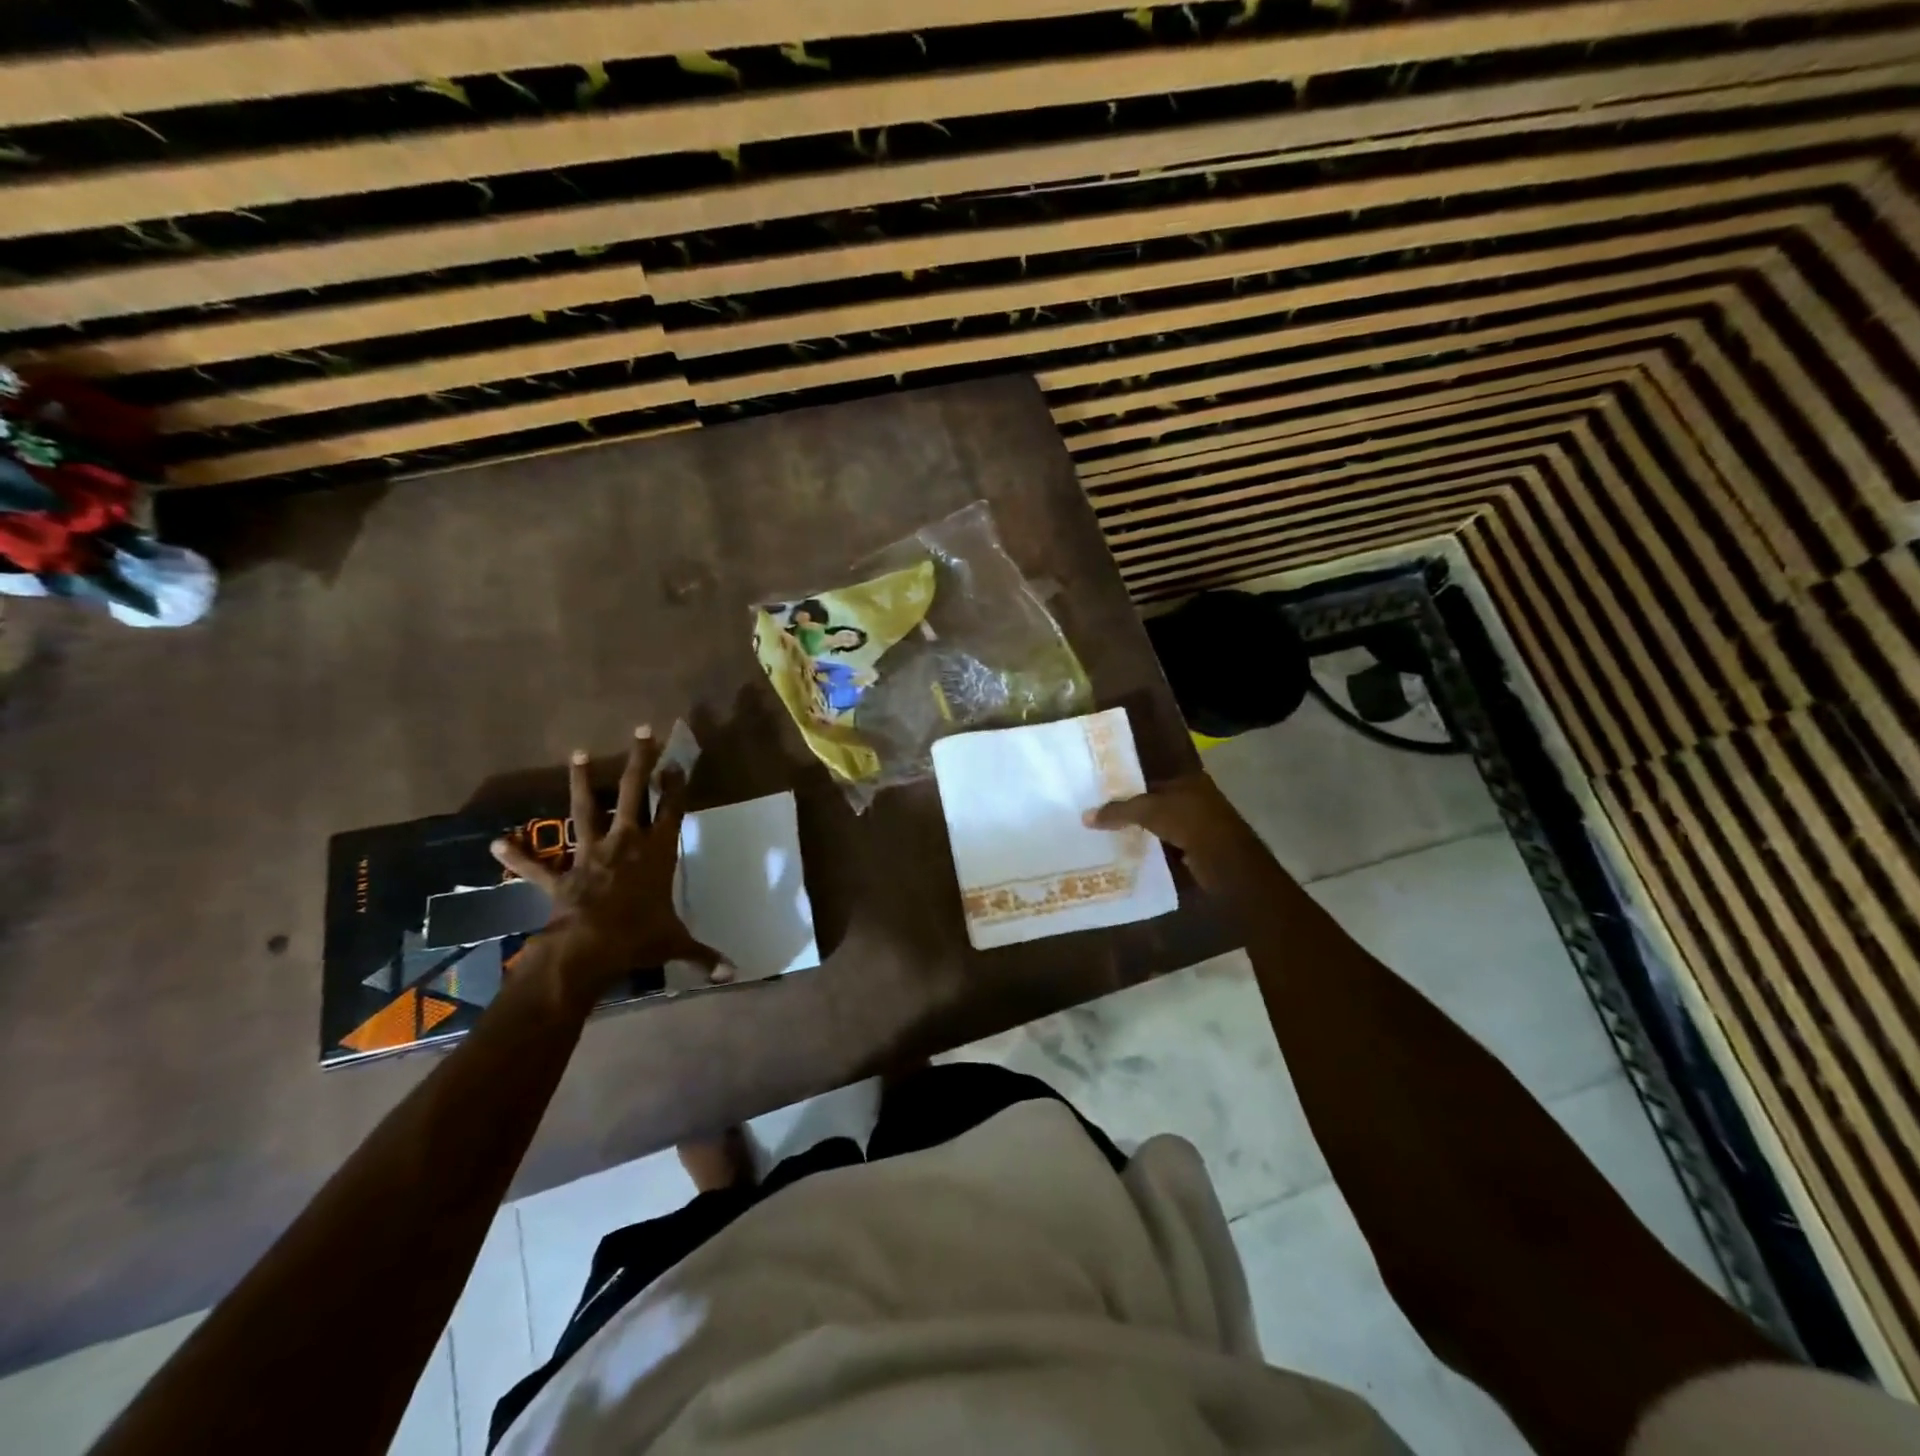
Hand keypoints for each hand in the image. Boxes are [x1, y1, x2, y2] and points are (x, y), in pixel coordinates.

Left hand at [491, 726, 728, 1005]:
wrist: (587, 950)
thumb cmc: (638, 938)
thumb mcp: (676, 944)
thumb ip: (705, 956)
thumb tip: (735, 975)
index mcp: (657, 854)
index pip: (672, 811)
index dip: (676, 786)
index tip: (678, 763)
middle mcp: (625, 843)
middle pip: (634, 793)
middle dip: (640, 762)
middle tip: (642, 732)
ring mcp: (590, 855)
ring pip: (586, 810)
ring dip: (582, 783)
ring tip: (578, 754)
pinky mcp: (560, 875)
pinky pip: (536, 864)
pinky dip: (518, 854)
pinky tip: (498, 841)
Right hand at [1084, 772, 1275, 894]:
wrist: (1227, 861)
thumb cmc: (1190, 823)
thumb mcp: (1149, 811)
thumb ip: (1118, 811)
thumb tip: (1085, 817)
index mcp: (1189, 781)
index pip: (1151, 783)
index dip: (1128, 791)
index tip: (1104, 802)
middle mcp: (1197, 799)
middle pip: (1158, 805)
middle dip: (1135, 815)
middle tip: (1104, 823)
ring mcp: (1202, 826)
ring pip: (1164, 827)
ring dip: (1145, 834)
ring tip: (1113, 841)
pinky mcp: (1202, 850)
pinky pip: (1171, 847)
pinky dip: (1157, 851)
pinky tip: (1137, 857)